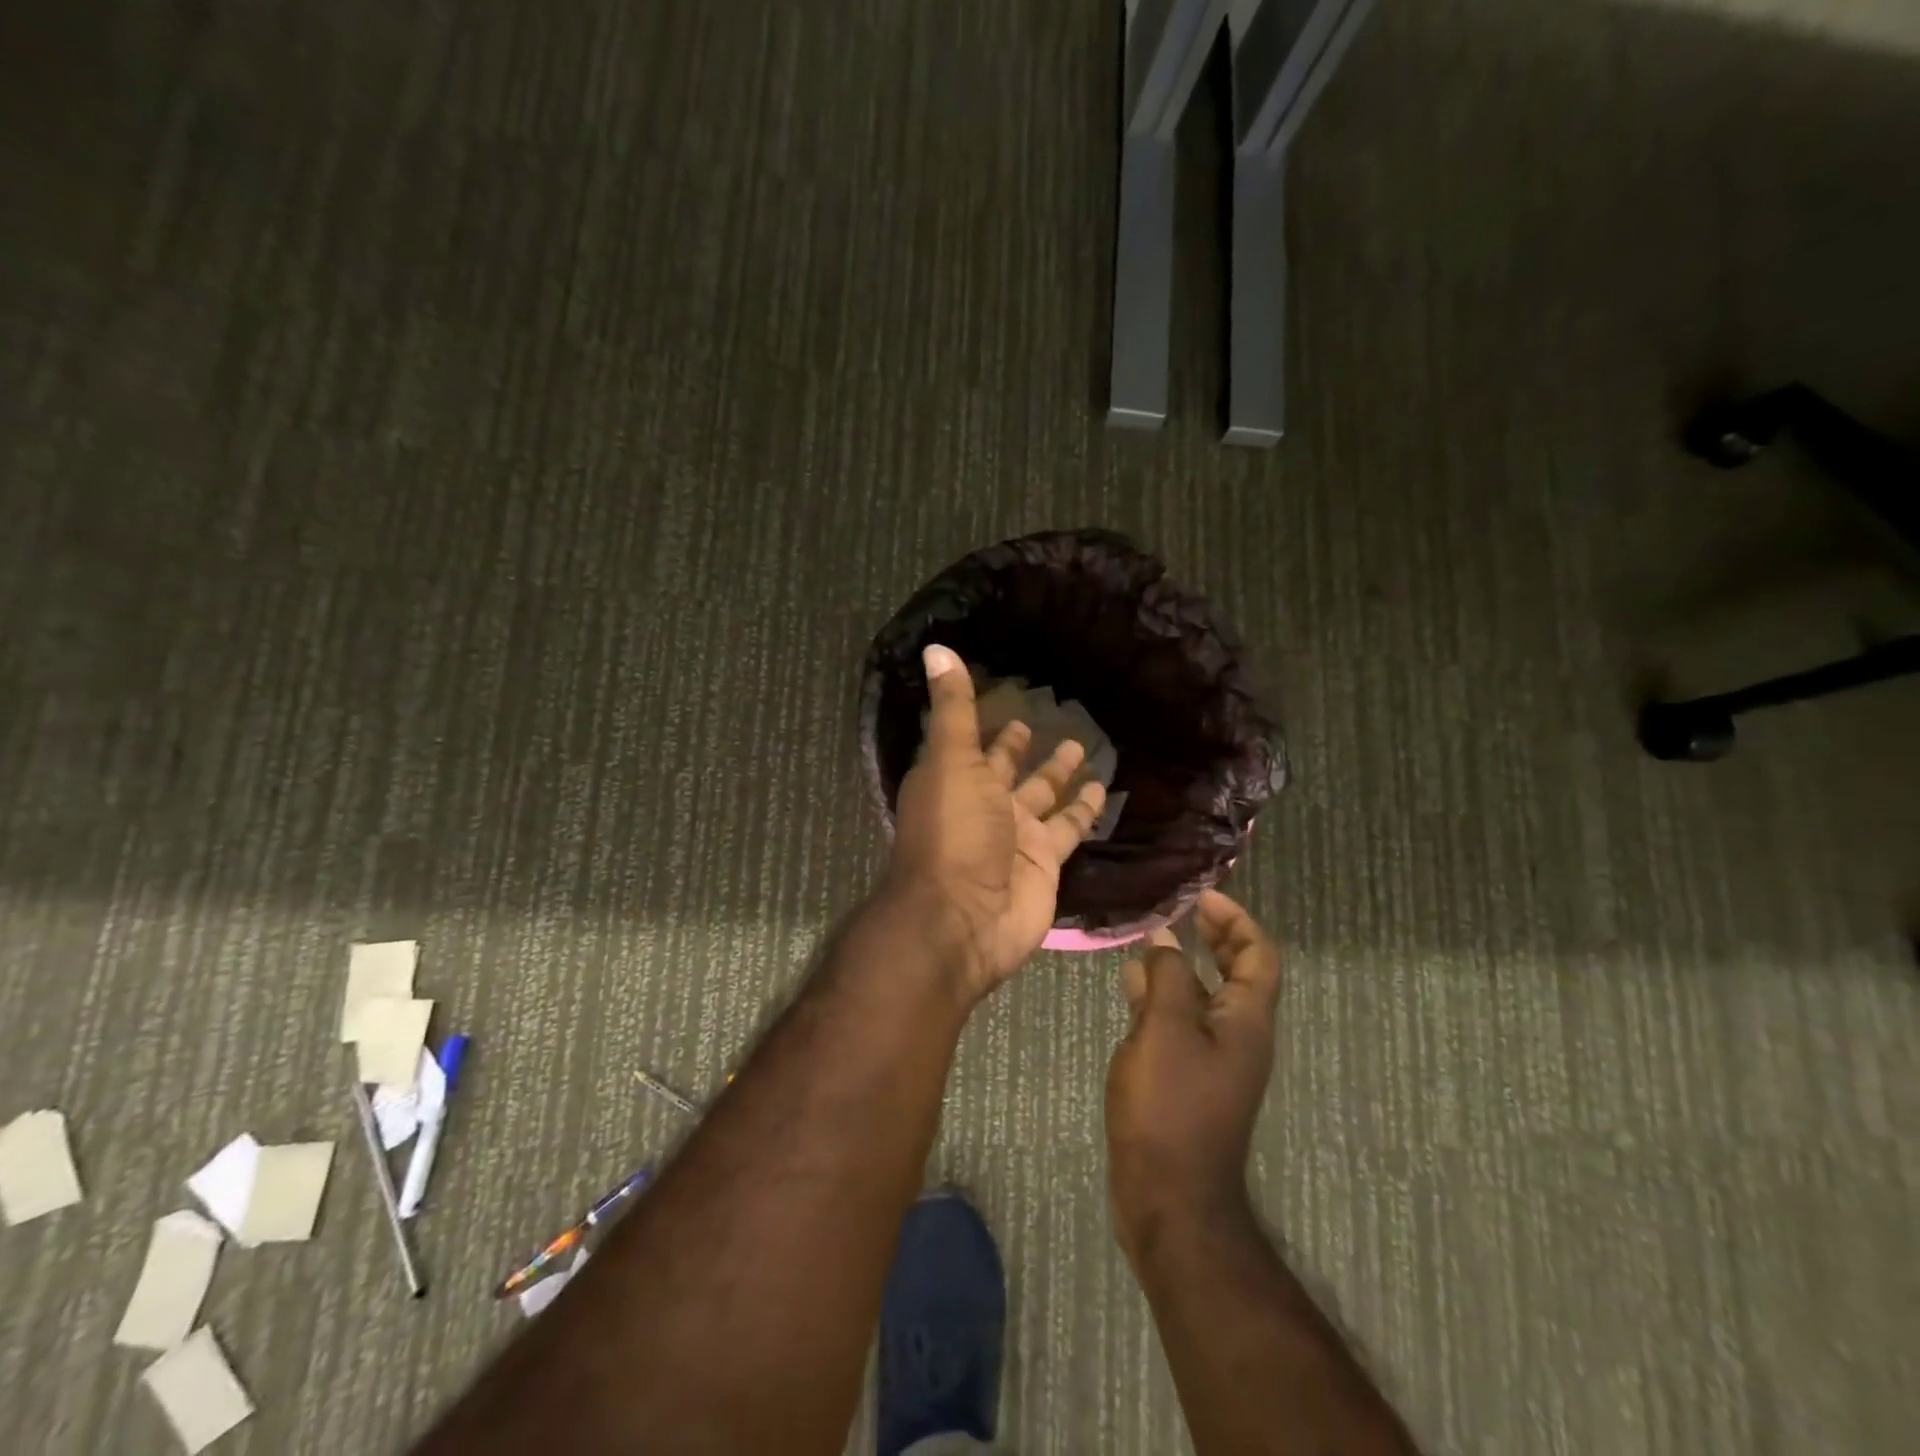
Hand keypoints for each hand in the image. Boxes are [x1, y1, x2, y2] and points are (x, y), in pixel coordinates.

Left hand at [885, 644, 1106, 999]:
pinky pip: (1070, 828)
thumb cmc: (952, 831)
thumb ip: (953, 707)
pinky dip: (1085, 811)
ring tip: (1085, 747)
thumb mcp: (951, 759)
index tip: (1006, 701)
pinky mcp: (1046, 861)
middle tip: (1049, 722)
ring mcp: (1016, 835)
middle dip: (1023, 748)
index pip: (974, 744)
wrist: (963, 917)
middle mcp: (984, 805)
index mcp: (955, 779)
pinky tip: (1104, 789)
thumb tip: (935, 647)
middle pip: (1008, 770)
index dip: (988, 724)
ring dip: (1061, 775)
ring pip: (1044, 797)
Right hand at [1105, 890, 1280, 1258]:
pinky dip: (1162, 997)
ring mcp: (1214, 1061)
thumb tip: (1163, 942)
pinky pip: (1182, 1022)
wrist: (1169, 1197)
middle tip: (1180, 909)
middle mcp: (1238, 1036)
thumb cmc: (1171, 1107)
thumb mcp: (1165, 1029)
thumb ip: (1167, 977)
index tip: (1201, 896)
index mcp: (1246, 1021)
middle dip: (1213, 936)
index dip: (1236, 920)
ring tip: (1147, 941)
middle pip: (1237, 972)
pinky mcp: (1188, 1079)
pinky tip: (1132, 989)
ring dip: (1183, 964)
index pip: (1259, 955)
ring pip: (1205, 996)